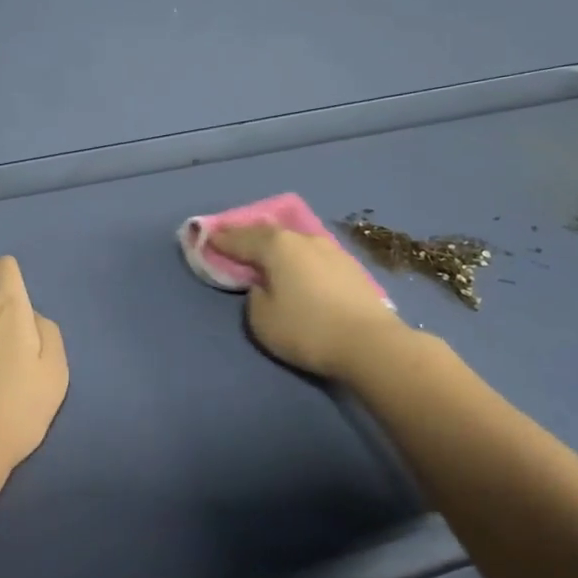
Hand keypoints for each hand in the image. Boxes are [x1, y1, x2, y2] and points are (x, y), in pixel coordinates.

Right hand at [207, 223, 403, 380]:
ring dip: (277, 246)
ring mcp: (331, 250)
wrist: (372, 344)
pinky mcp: (350, 267)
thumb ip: (254, 296)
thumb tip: (264, 285)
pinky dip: (298, 258)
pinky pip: (312, 255)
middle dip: (248, 237)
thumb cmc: (308, 329)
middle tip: (232, 242)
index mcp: (277, 246)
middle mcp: (303, 239)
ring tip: (265, 255)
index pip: (240, 238)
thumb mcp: (262, 320)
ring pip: (294, 242)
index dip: (221, 239)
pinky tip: (297, 268)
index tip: (205, 238)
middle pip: (268, 233)